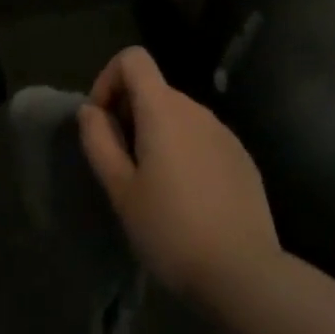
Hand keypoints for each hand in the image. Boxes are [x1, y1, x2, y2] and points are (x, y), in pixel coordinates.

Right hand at [78, 47, 280, 306]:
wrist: (244, 275)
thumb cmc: (171, 230)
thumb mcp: (121, 190)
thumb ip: (99, 141)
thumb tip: (90, 110)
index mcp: (163, 108)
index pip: (133, 58)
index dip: (109, 79)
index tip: (103, 122)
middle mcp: (196, 109)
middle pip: (154, 89)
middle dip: (130, 114)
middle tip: (122, 164)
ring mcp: (224, 133)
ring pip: (179, 116)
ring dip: (158, 135)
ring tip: (153, 186)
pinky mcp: (242, 158)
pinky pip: (203, 139)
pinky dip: (185, 152)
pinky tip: (188, 199)